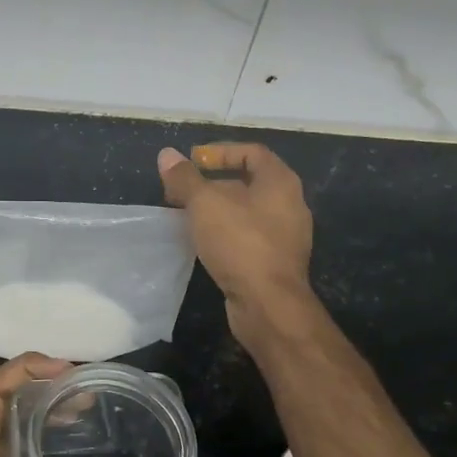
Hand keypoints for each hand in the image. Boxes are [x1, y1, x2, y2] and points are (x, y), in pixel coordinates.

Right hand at [159, 142, 314, 338]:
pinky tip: (202, 243)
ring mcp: (285, 236)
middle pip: (248, 183)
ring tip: (185, 216)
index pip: (252, 152)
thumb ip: (185, 178)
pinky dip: (224, 233)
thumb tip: (167, 155)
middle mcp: (289, 205)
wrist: (268, 304)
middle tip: (180, 191)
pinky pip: (247, 237)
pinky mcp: (275, 262)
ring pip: (246, 212)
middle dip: (212, 183)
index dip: (220, 151)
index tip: (192, 160)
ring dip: (215, 210)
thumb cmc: (240, 243)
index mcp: (280, 183)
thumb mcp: (205, 204)